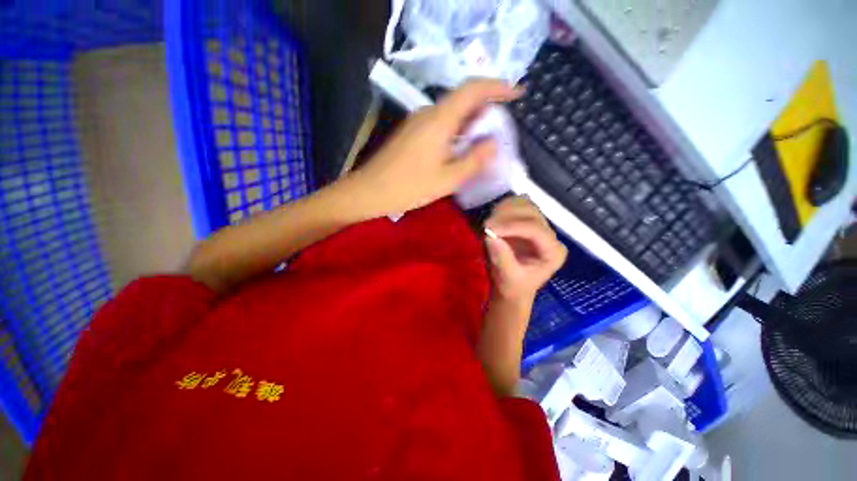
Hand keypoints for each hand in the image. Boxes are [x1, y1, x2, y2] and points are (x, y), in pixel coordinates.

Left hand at [351, 79, 521, 216]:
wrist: (371, 190)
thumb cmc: (410, 187)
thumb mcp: (448, 179)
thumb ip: (474, 160)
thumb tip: (492, 143)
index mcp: (439, 120)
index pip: (473, 89)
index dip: (497, 87)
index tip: (516, 94)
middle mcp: (428, 113)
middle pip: (462, 100)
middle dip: (485, 110)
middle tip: (499, 130)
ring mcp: (417, 121)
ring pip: (451, 113)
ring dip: (470, 123)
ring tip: (482, 143)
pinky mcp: (411, 132)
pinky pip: (440, 123)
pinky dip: (456, 131)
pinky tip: (459, 149)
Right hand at [484, 196, 567, 305]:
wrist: (513, 288)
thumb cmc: (513, 287)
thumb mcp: (508, 278)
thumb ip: (502, 258)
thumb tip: (490, 236)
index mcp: (553, 252)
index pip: (536, 230)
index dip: (512, 226)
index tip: (489, 229)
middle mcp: (550, 236)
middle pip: (531, 213)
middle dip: (506, 217)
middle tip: (486, 226)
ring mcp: (539, 226)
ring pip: (524, 205)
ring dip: (504, 210)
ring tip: (488, 224)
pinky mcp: (527, 221)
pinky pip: (516, 205)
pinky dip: (503, 208)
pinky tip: (493, 219)